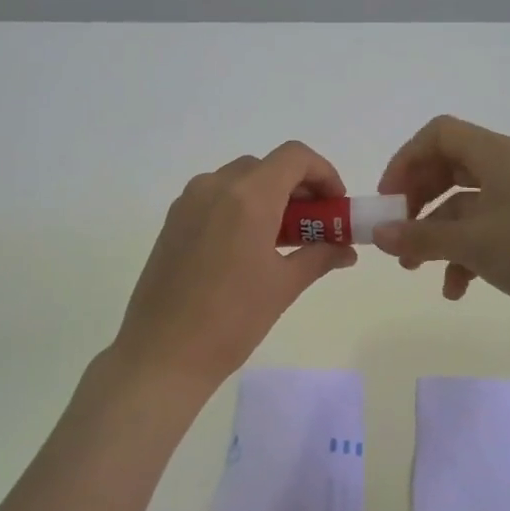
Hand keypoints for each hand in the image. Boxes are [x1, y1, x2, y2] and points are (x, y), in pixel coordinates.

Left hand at [110, 142, 356, 393]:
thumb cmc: (232, 319)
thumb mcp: (284, 286)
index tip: (335, 206)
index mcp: (248, 197)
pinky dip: (240, 207)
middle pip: (267, 167)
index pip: (295, 157)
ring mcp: (188, 202)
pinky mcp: (172, 221)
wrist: (164, 353)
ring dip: (267, 197)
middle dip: (297, 188)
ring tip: (282, 239)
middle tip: (314, 225)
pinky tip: (247, 248)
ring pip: (239, 180)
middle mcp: (215, 187)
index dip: (324, 173)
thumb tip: (345, 250)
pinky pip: (214, 198)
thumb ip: (319, 256)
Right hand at [373, 115, 509, 337]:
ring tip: (414, 268)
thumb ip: (420, 237)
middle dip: (416, 201)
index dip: (406, 160)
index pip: (438, 135)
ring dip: (434, 236)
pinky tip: (455, 290)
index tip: (387, 198)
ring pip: (462, 208)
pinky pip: (483, 235)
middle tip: (396, 231)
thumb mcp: (472, 242)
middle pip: (446, 170)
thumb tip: (377, 235)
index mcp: (494, 154)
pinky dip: (463, 257)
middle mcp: (506, 170)